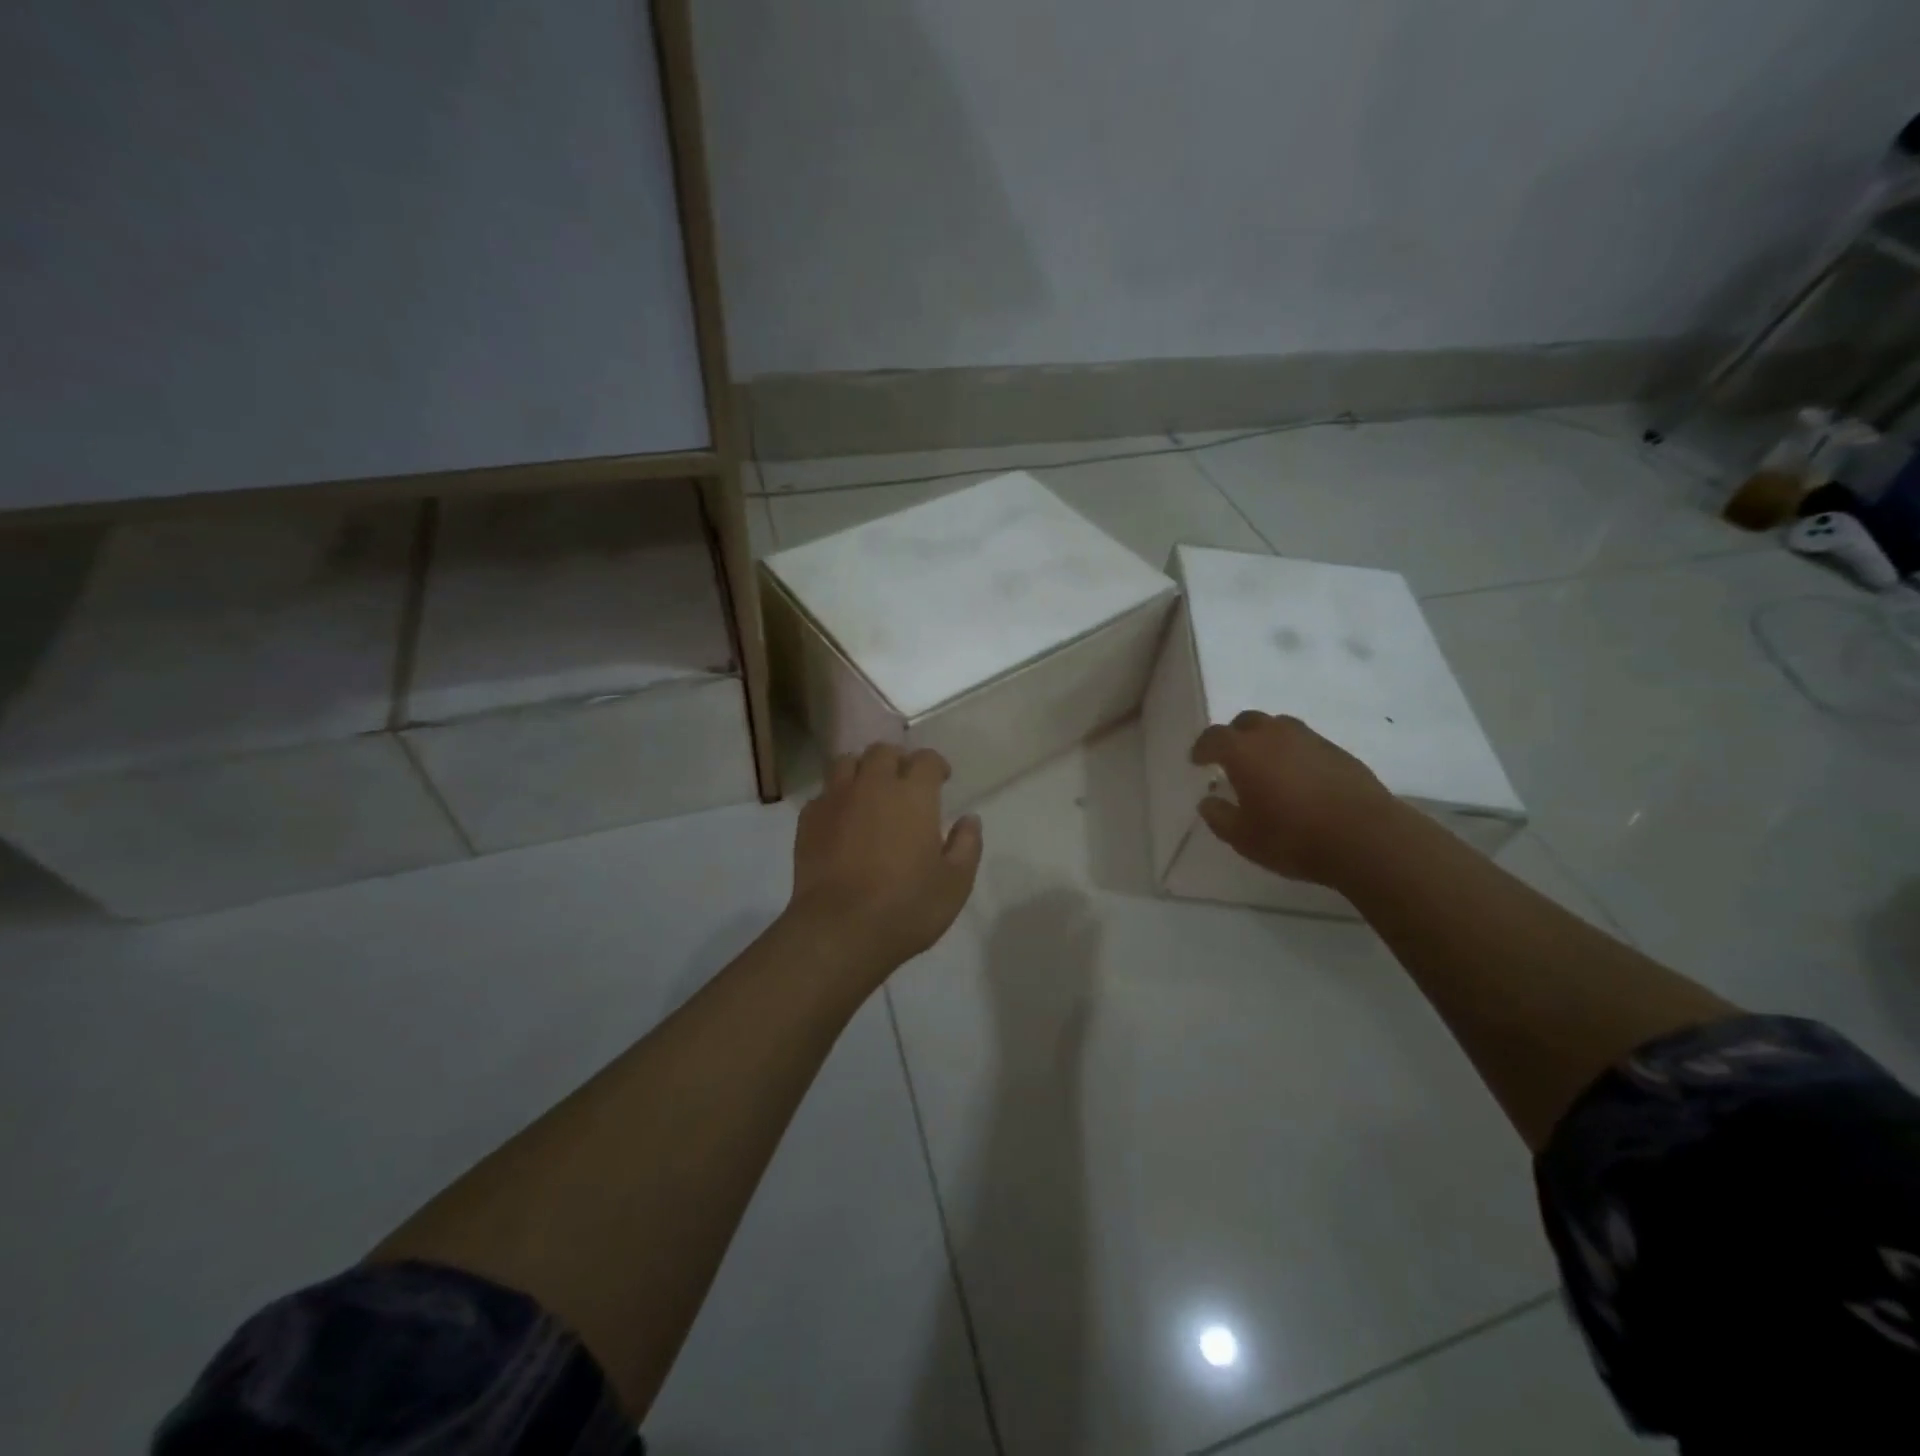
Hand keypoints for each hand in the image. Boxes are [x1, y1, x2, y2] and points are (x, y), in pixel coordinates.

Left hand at [786, 743, 982, 978]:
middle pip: (883, 752)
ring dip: (861, 769)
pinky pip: (823, 793)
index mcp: (913, 795)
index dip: (936, 765)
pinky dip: (835, 797)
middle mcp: (873, 785)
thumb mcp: (955, 883)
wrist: (839, 930)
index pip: (926, 759)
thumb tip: (970, 819)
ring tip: (868, 790)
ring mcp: (836, 799)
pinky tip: (842, 818)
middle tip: (904, 782)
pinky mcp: (808, 820)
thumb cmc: (906, 907)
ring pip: (846, 762)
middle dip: (897, 760)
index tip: (941, 779)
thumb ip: (966, 845)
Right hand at [1189, 712, 1401, 886]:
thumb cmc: (1293, 838)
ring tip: (1266, 765)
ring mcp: (1310, 739)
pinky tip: (1298, 778)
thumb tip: (1208, 800)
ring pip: (1279, 727)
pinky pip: (1305, 742)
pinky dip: (1294, 752)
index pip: (1214, 737)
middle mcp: (1274, 735)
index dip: (1202, 747)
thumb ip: (1219, 816)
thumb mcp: (1243, 837)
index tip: (1197, 761)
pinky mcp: (1338, 751)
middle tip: (1231, 758)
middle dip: (1234, 736)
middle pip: (1247, 722)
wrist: (1366, 838)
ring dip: (1266, 740)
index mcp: (1244, 751)